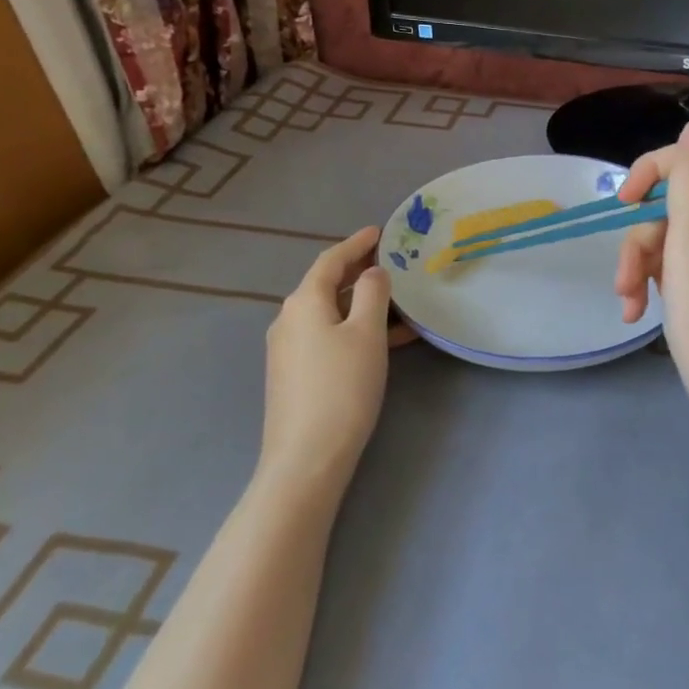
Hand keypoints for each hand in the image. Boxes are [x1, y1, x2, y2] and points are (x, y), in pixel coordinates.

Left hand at [262, 227, 406, 486]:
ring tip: (399, 300)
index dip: (356, 243)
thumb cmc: (342, 387)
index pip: (331, 260)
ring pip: (330, 312)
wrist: (306, 458)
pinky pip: (327, 335)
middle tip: (391, 260)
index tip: (380, 231)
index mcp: (303, 302)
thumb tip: (373, 272)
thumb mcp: (367, 333)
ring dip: (362, 302)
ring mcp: (288, 349)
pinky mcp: (295, 374)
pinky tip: (386, 339)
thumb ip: (372, 294)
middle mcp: (289, 319)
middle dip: (359, 270)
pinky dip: (354, 328)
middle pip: (326, 284)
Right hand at [614, 120, 688, 410]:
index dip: (651, 174)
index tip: (623, 202)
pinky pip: (677, 256)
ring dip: (640, 263)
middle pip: (674, 200)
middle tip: (625, 277)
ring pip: (668, 231)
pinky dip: (653, 277)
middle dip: (641, 238)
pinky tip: (637, 307)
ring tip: (628, 301)